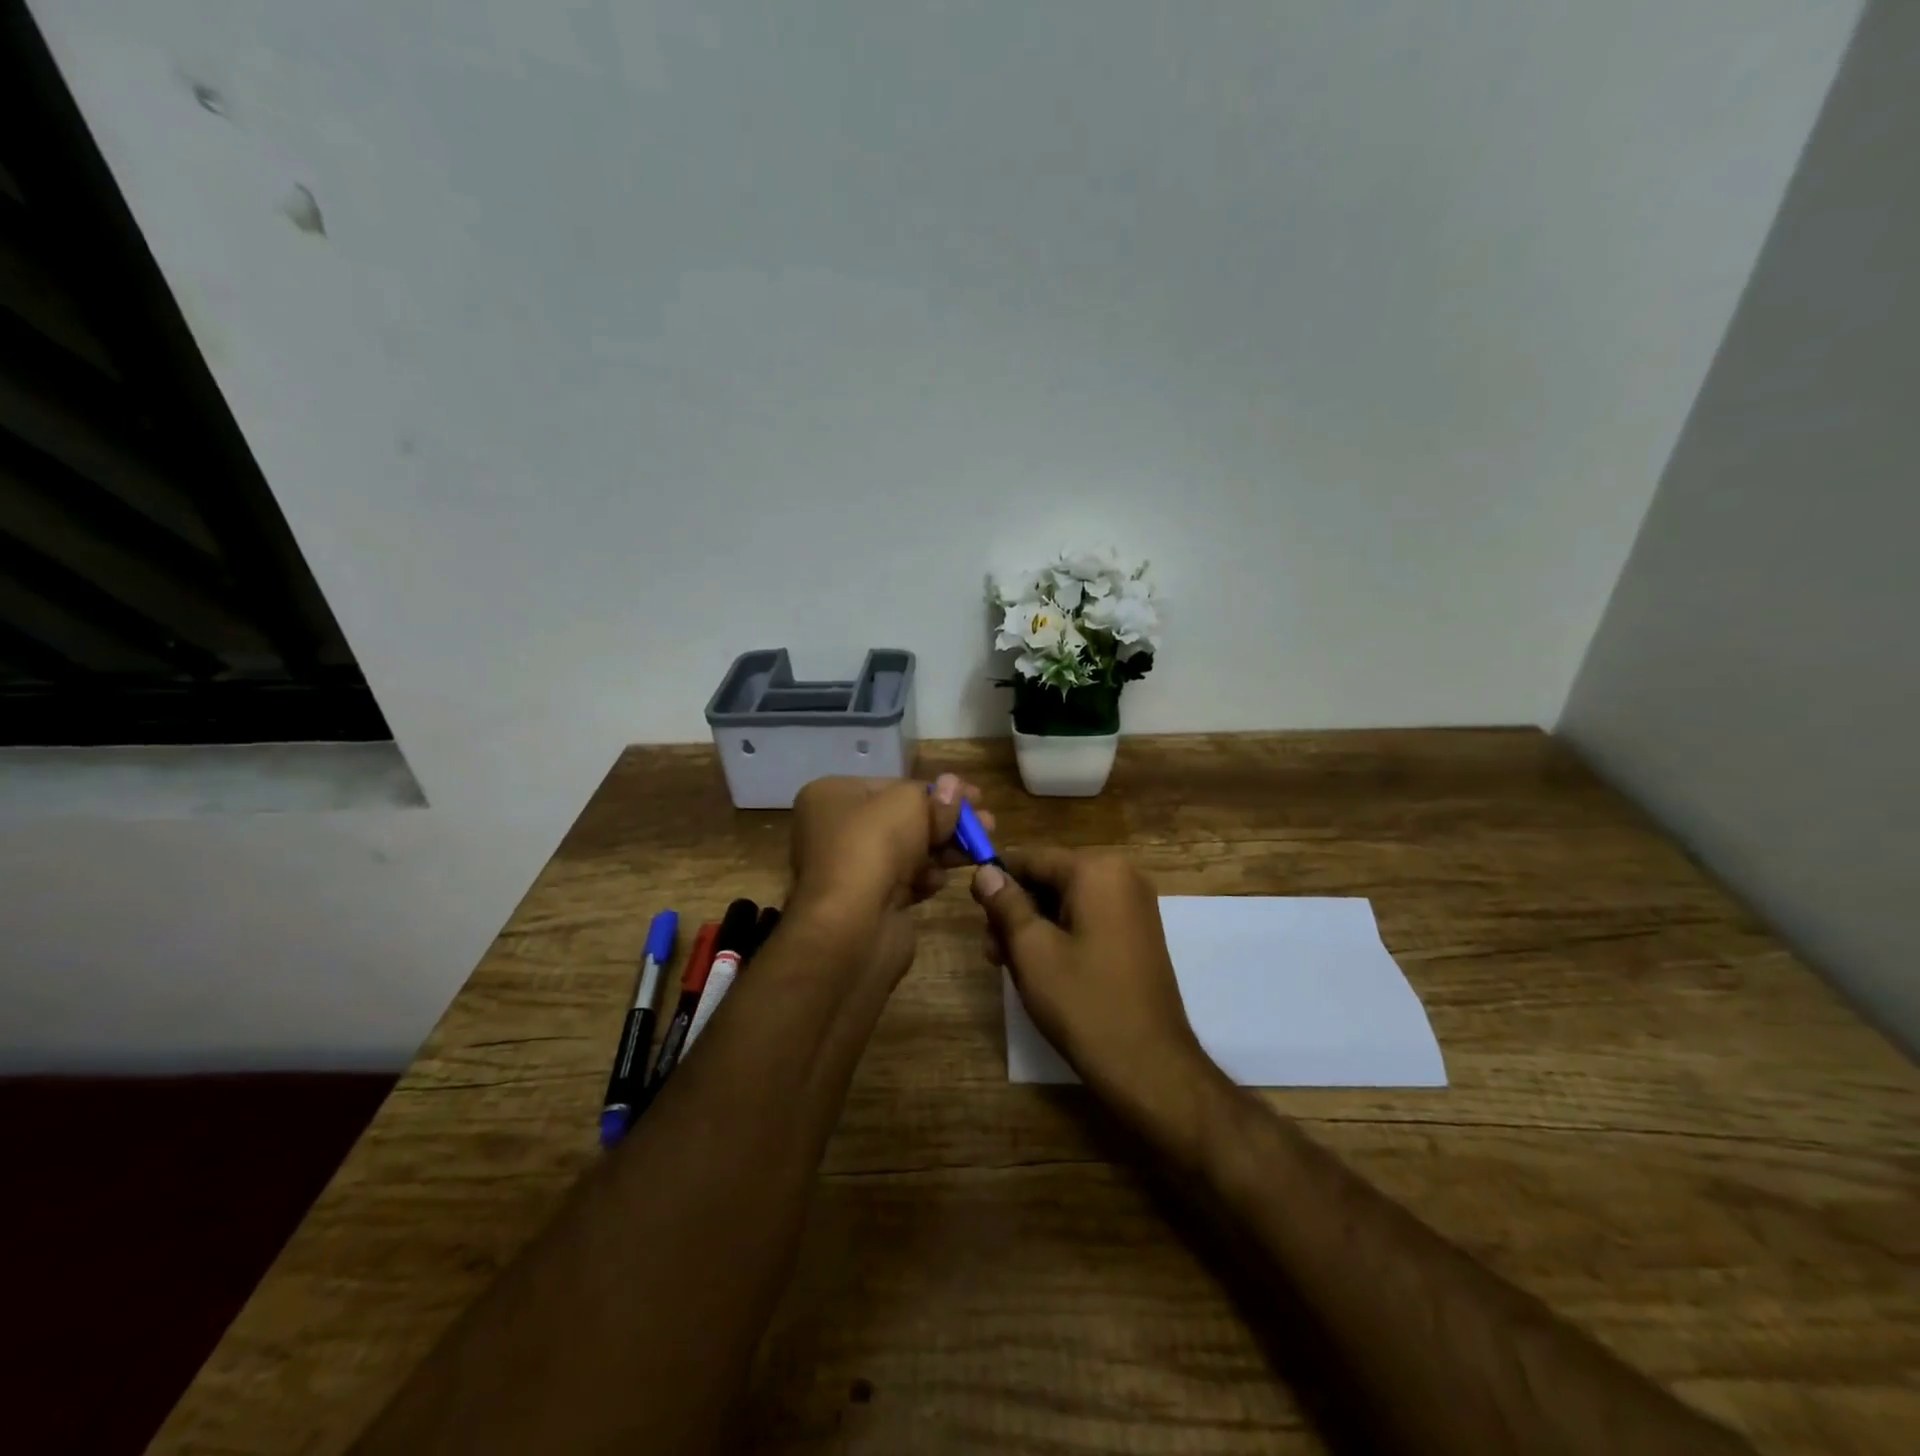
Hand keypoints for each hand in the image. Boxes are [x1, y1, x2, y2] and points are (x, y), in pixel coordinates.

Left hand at [787, 773, 991, 986]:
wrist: (852, 926)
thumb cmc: (874, 847)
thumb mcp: (909, 804)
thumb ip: (936, 796)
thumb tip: (953, 786)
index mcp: (831, 796)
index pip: (893, 786)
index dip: (937, 790)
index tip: (975, 796)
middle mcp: (833, 829)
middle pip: (902, 819)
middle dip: (946, 821)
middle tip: (986, 823)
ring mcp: (849, 869)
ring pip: (907, 850)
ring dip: (943, 849)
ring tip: (980, 851)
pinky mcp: (866, 902)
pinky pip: (903, 881)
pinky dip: (925, 878)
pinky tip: (940, 881)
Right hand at [972, 848, 1224, 1157]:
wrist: (1149, 1064)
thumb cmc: (1084, 1002)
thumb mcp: (1032, 950)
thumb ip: (1005, 903)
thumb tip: (985, 870)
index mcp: (1098, 869)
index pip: (1032, 858)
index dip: (997, 881)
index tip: (974, 911)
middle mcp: (1122, 875)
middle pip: (1050, 878)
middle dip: (1016, 909)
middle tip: (991, 951)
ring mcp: (1134, 904)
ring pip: (1066, 901)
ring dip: (1034, 926)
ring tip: (1008, 965)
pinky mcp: (1138, 932)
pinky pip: (1088, 917)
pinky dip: (1061, 934)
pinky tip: (1040, 968)